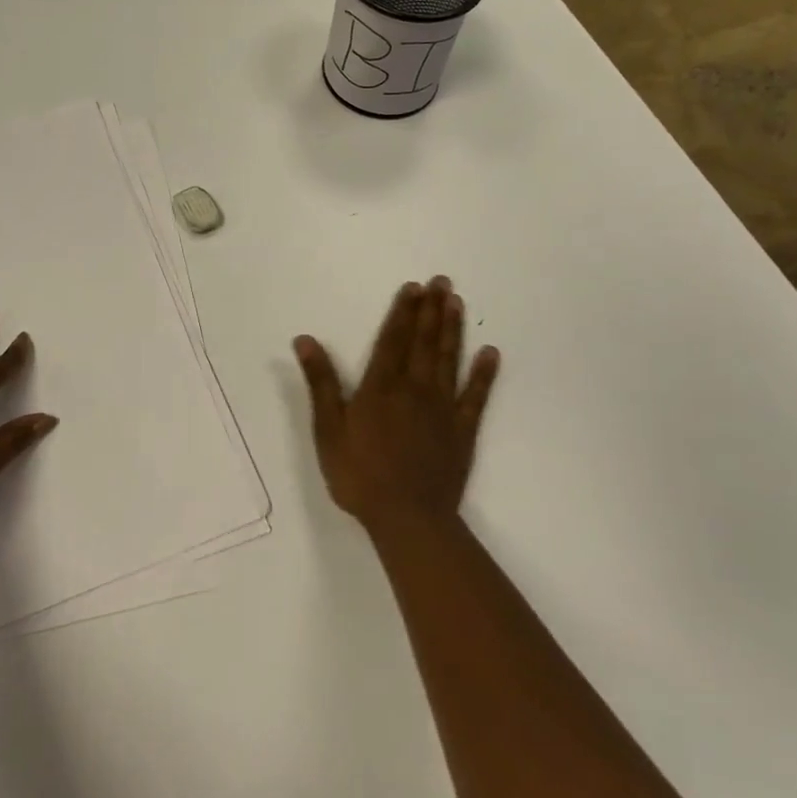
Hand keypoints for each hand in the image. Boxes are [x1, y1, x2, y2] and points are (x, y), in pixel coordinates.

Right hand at [294, 276, 499, 532]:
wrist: (407, 516)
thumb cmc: (359, 474)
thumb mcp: (328, 429)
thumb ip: (320, 382)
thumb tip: (305, 340)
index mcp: (381, 387)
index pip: (392, 340)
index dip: (402, 312)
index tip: (413, 287)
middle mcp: (414, 388)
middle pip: (423, 342)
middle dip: (431, 310)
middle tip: (442, 281)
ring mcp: (442, 408)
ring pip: (449, 359)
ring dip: (453, 329)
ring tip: (457, 302)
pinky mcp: (462, 430)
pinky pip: (475, 396)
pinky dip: (483, 374)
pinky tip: (490, 353)